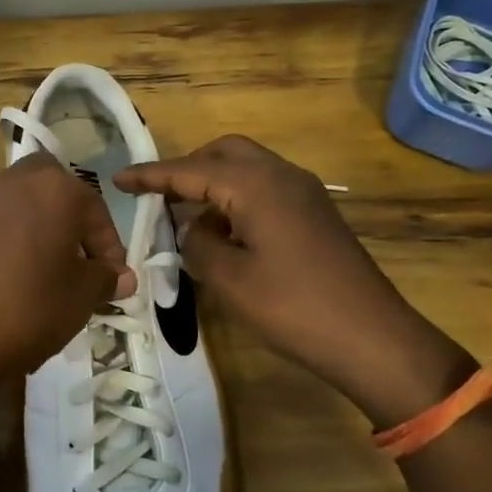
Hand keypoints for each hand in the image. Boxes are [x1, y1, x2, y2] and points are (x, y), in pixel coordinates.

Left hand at [0, 153, 135, 400]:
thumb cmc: (29, 307)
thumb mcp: (81, 298)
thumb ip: (105, 280)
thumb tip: (121, 276)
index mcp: (56, 188)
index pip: (96, 211)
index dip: (109, 248)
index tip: (113, 281)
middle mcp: (16, 181)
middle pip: (53, 190)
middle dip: (70, 220)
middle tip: (77, 261)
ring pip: (22, 206)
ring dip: (38, 230)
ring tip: (45, 275)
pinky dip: (8, 243)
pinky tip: (10, 282)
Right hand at [117, 135, 474, 424]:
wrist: (373, 338)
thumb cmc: (293, 308)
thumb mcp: (228, 279)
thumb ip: (197, 243)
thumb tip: (195, 227)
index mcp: (255, 185)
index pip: (189, 169)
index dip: (150, 175)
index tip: (118, 179)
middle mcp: (281, 175)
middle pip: (223, 152)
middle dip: (187, 168)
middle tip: (158, 196)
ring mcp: (304, 192)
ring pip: (247, 167)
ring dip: (213, 182)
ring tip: (185, 214)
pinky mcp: (315, 213)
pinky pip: (265, 187)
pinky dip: (236, 196)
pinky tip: (224, 231)